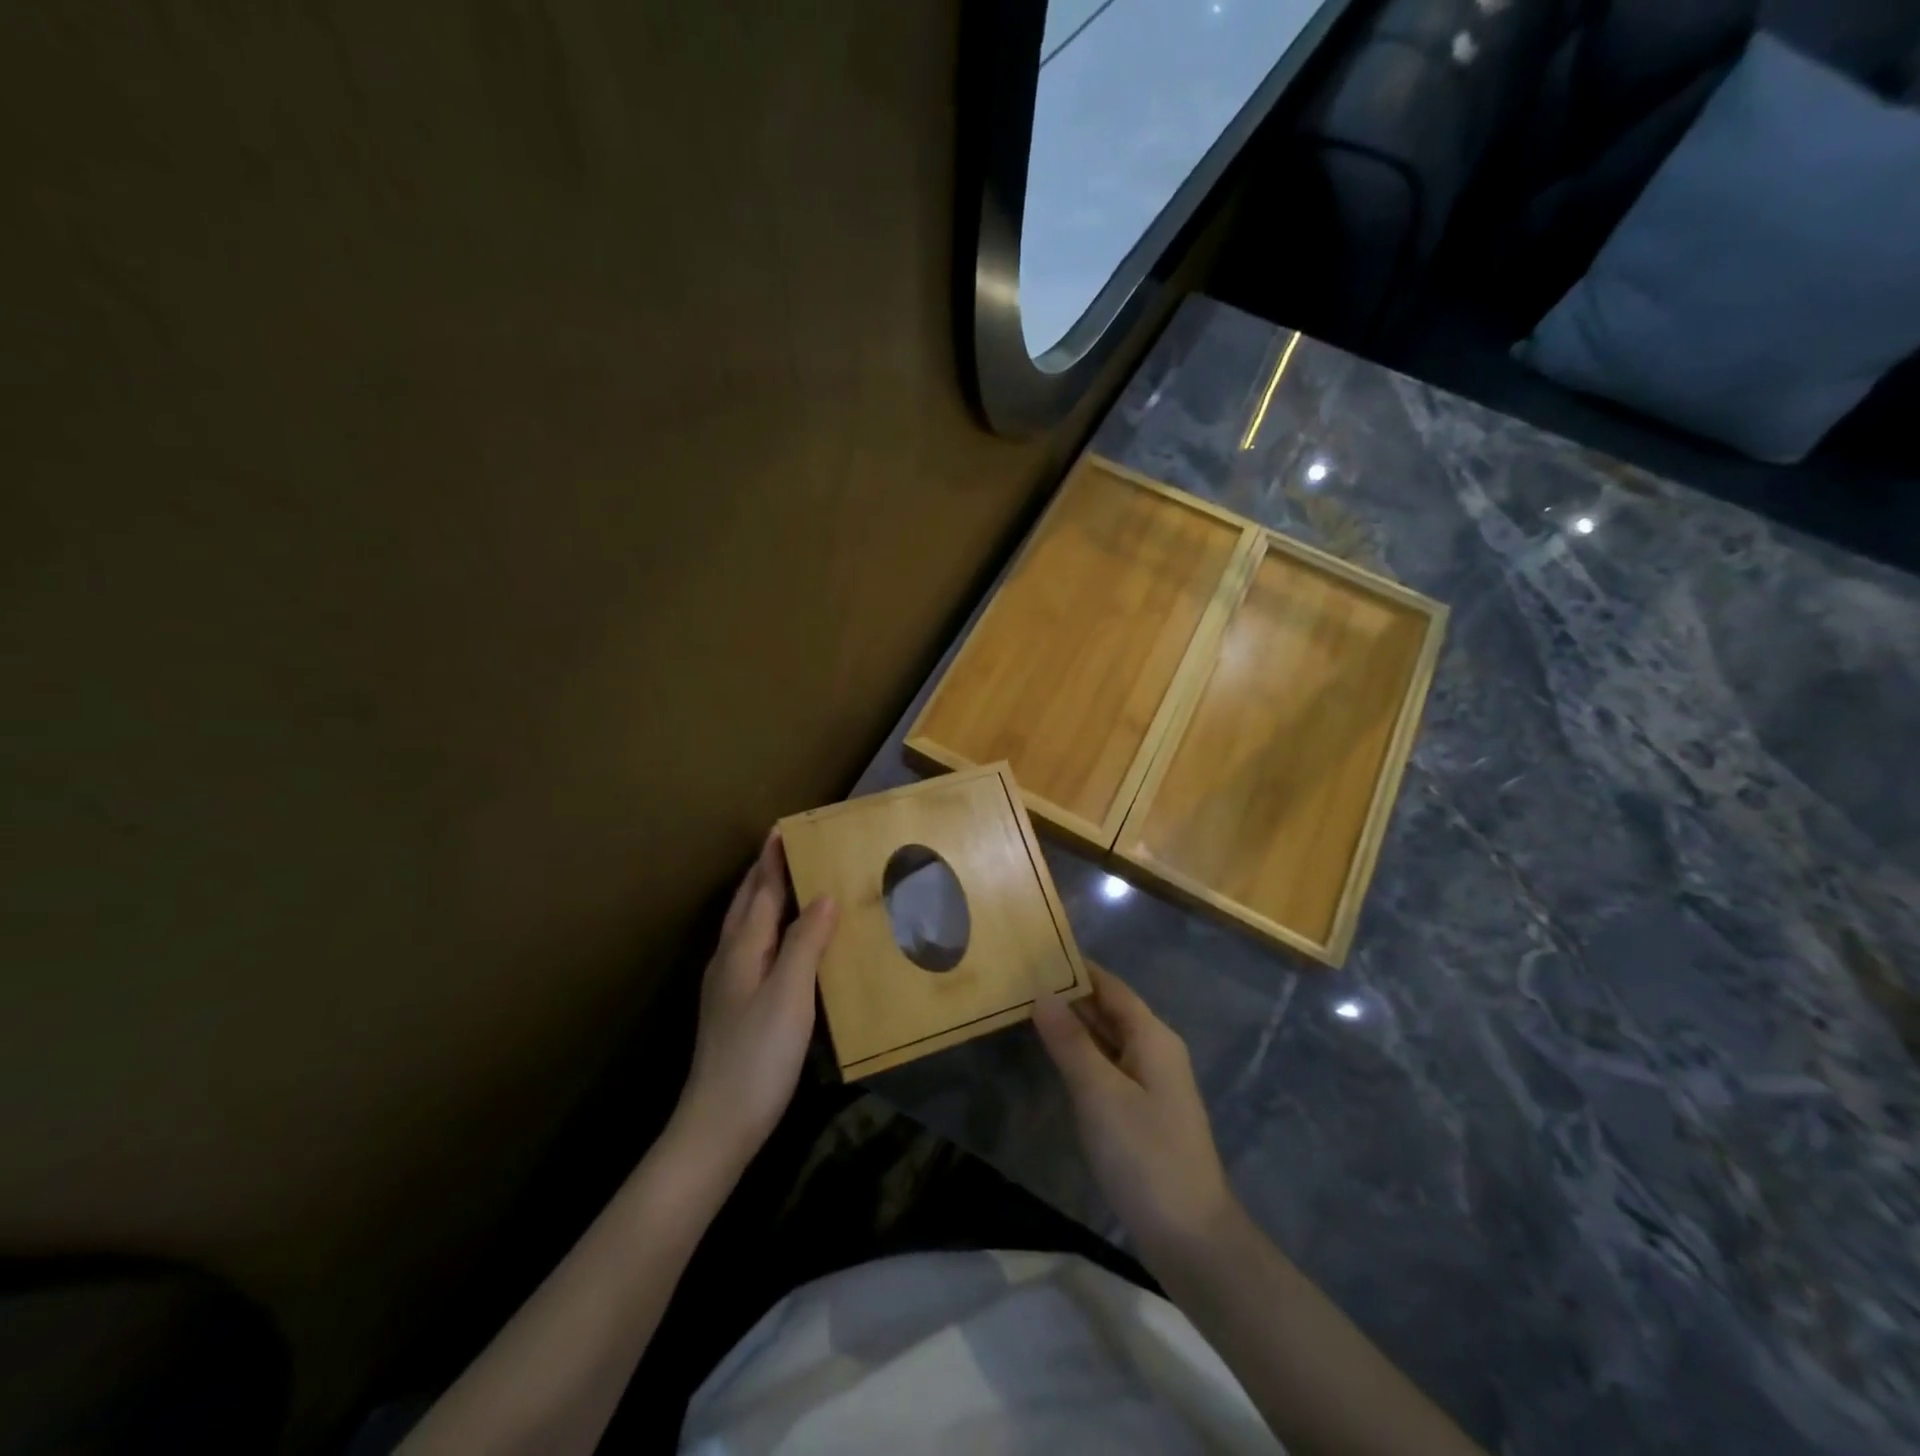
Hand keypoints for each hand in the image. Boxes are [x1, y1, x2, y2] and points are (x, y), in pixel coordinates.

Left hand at [674, 832, 837, 1168]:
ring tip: (788, 883)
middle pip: (746, 905)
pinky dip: (768, 929)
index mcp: (742, 949)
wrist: (718, 1124)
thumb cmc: (758, 1055)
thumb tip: (823, 895)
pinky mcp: (735, 1007)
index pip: (760, 892)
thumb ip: (805, 942)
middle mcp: (730, 959)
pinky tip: (783, 942)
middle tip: (787, 847)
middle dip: (764, 873)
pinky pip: (753, 949)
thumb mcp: (789, 995)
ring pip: (746, 927)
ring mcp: (728, 985)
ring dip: (763, 898)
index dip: (773, 861)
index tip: (784, 829)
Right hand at [1033, 966, 1236, 1264]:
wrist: (1191, 1238)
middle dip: (1071, 995)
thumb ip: (1070, 1042)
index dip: (1078, 968)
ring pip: (1108, 1041)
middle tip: (1022, 978)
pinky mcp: (1143, 1113)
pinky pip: (1108, 1068)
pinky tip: (1056, 1058)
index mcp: (1152, 1037)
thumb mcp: (1100, 1094)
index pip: (1111, 987)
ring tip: (1028, 1008)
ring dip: (1074, 1026)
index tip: (1039, 951)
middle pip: (1110, 1011)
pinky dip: (1082, 1056)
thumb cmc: (1145, 1155)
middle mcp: (1155, 1052)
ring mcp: (1151, 1084)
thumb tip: (1043, 994)